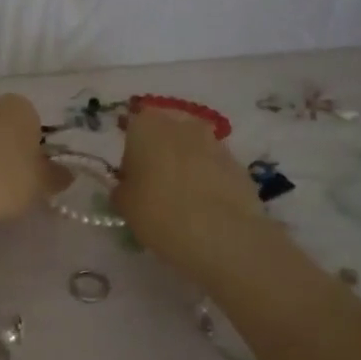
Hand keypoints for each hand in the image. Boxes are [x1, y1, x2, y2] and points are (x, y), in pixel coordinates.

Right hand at [113, 103, 261, 276]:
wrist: (221, 235)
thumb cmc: (158, 212)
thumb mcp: (124, 205)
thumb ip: (123, 188)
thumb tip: (129, 186)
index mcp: (147, 126)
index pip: (134, 127)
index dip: (132, 152)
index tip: (132, 178)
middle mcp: (181, 124)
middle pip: (166, 134)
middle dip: (161, 154)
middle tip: (156, 187)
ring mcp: (214, 141)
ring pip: (193, 149)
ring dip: (187, 166)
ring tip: (184, 201)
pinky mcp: (238, 164)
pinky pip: (215, 168)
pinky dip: (209, 181)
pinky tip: (206, 209)